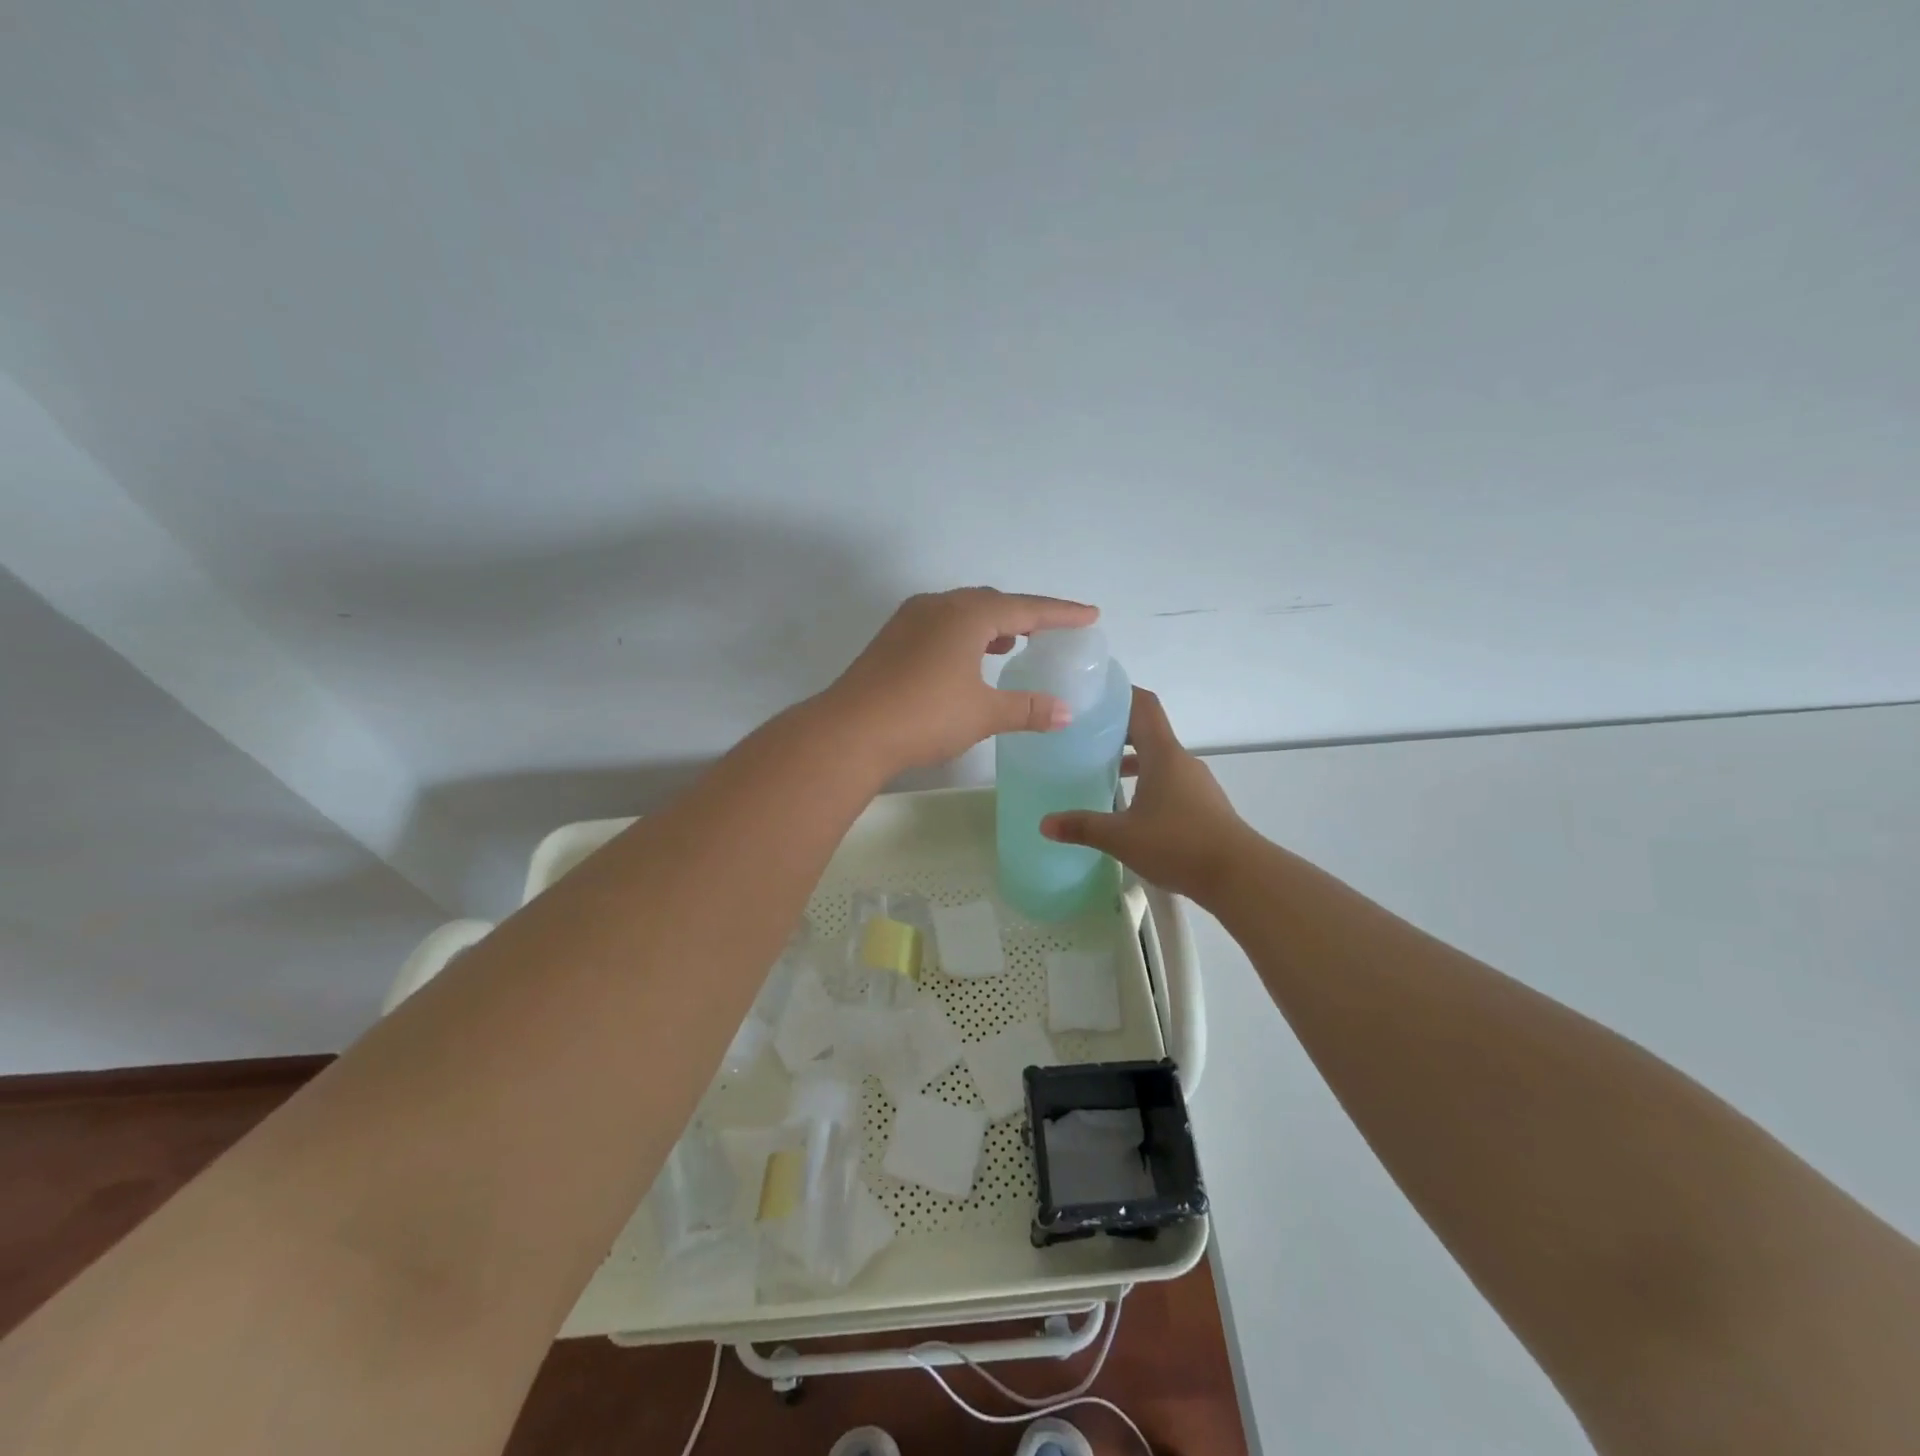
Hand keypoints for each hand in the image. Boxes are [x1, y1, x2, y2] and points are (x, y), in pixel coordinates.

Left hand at [824, 587, 1099, 771]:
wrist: (850, 731)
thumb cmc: (925, 716)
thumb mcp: (983, 713)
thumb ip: (1027, 708)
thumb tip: (1065, 712)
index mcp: (967, 615)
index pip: (1026, 609)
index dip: (1061, 614)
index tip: (1090, 615)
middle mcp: (938, 606)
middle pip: (992, 602)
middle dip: (1025, 615)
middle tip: (1051, 629)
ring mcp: (909, 620)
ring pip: (962, 612)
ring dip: (992, 624)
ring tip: (1012, 642)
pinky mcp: (891, 640)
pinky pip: (940, 625)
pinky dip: (964, 635)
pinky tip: (968, 659)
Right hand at [1041, 687, 1252, 901]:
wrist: (1240, 876)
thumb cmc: (1178, 844)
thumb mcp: (1121, 837)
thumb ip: (1082, 827)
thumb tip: (1044, 823)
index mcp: (1163, 755)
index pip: (1143, 705)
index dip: (1120, 693)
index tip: (1092, 694)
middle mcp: (1181, 761)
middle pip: (1148, 731)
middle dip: (1116, 730)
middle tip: (1083, 736)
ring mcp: (1196, 784)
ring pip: (1159, 759)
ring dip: (1132, 760)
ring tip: (1101, 772)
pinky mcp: (1203, 806)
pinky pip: (1169, 782)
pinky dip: (1147, 783)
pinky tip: (1129, 808)